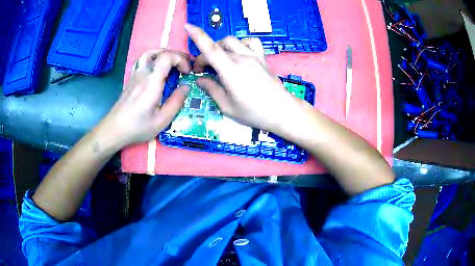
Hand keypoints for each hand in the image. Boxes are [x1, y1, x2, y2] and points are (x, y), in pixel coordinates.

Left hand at [98, 49, 190, 147]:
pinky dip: (153, 58)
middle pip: (160, 52)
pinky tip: (157, 69)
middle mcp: (143, 73)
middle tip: (184, 67)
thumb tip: (186, 87)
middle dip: (176, 56)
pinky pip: (142, 60)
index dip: (181, 59)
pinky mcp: (131, 78)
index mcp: (152, 82)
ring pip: (149, 53)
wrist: (115, 129)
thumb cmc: (138, 127)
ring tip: (172, 64)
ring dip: (164, 54)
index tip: (187, 72)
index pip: (167, 56)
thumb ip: (176, 102)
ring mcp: (135, 74)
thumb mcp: (162, 120)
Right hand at [185, 24, 307, 132]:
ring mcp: (254, 56)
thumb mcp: (227, 107)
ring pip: (232, 41)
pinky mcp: (262, 58)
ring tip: (218, 60)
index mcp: (231, 72)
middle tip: (202, 70)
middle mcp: (242, 59)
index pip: (211, 49)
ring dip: (220, 47)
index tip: (188, 27)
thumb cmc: (254, 113)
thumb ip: (212, 89)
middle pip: (217, 47)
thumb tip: (200, 79)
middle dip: (204, 56)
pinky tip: (239, 53)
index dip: (198, 36)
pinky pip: (251, 42)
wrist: (282, 111)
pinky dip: (241, 43)